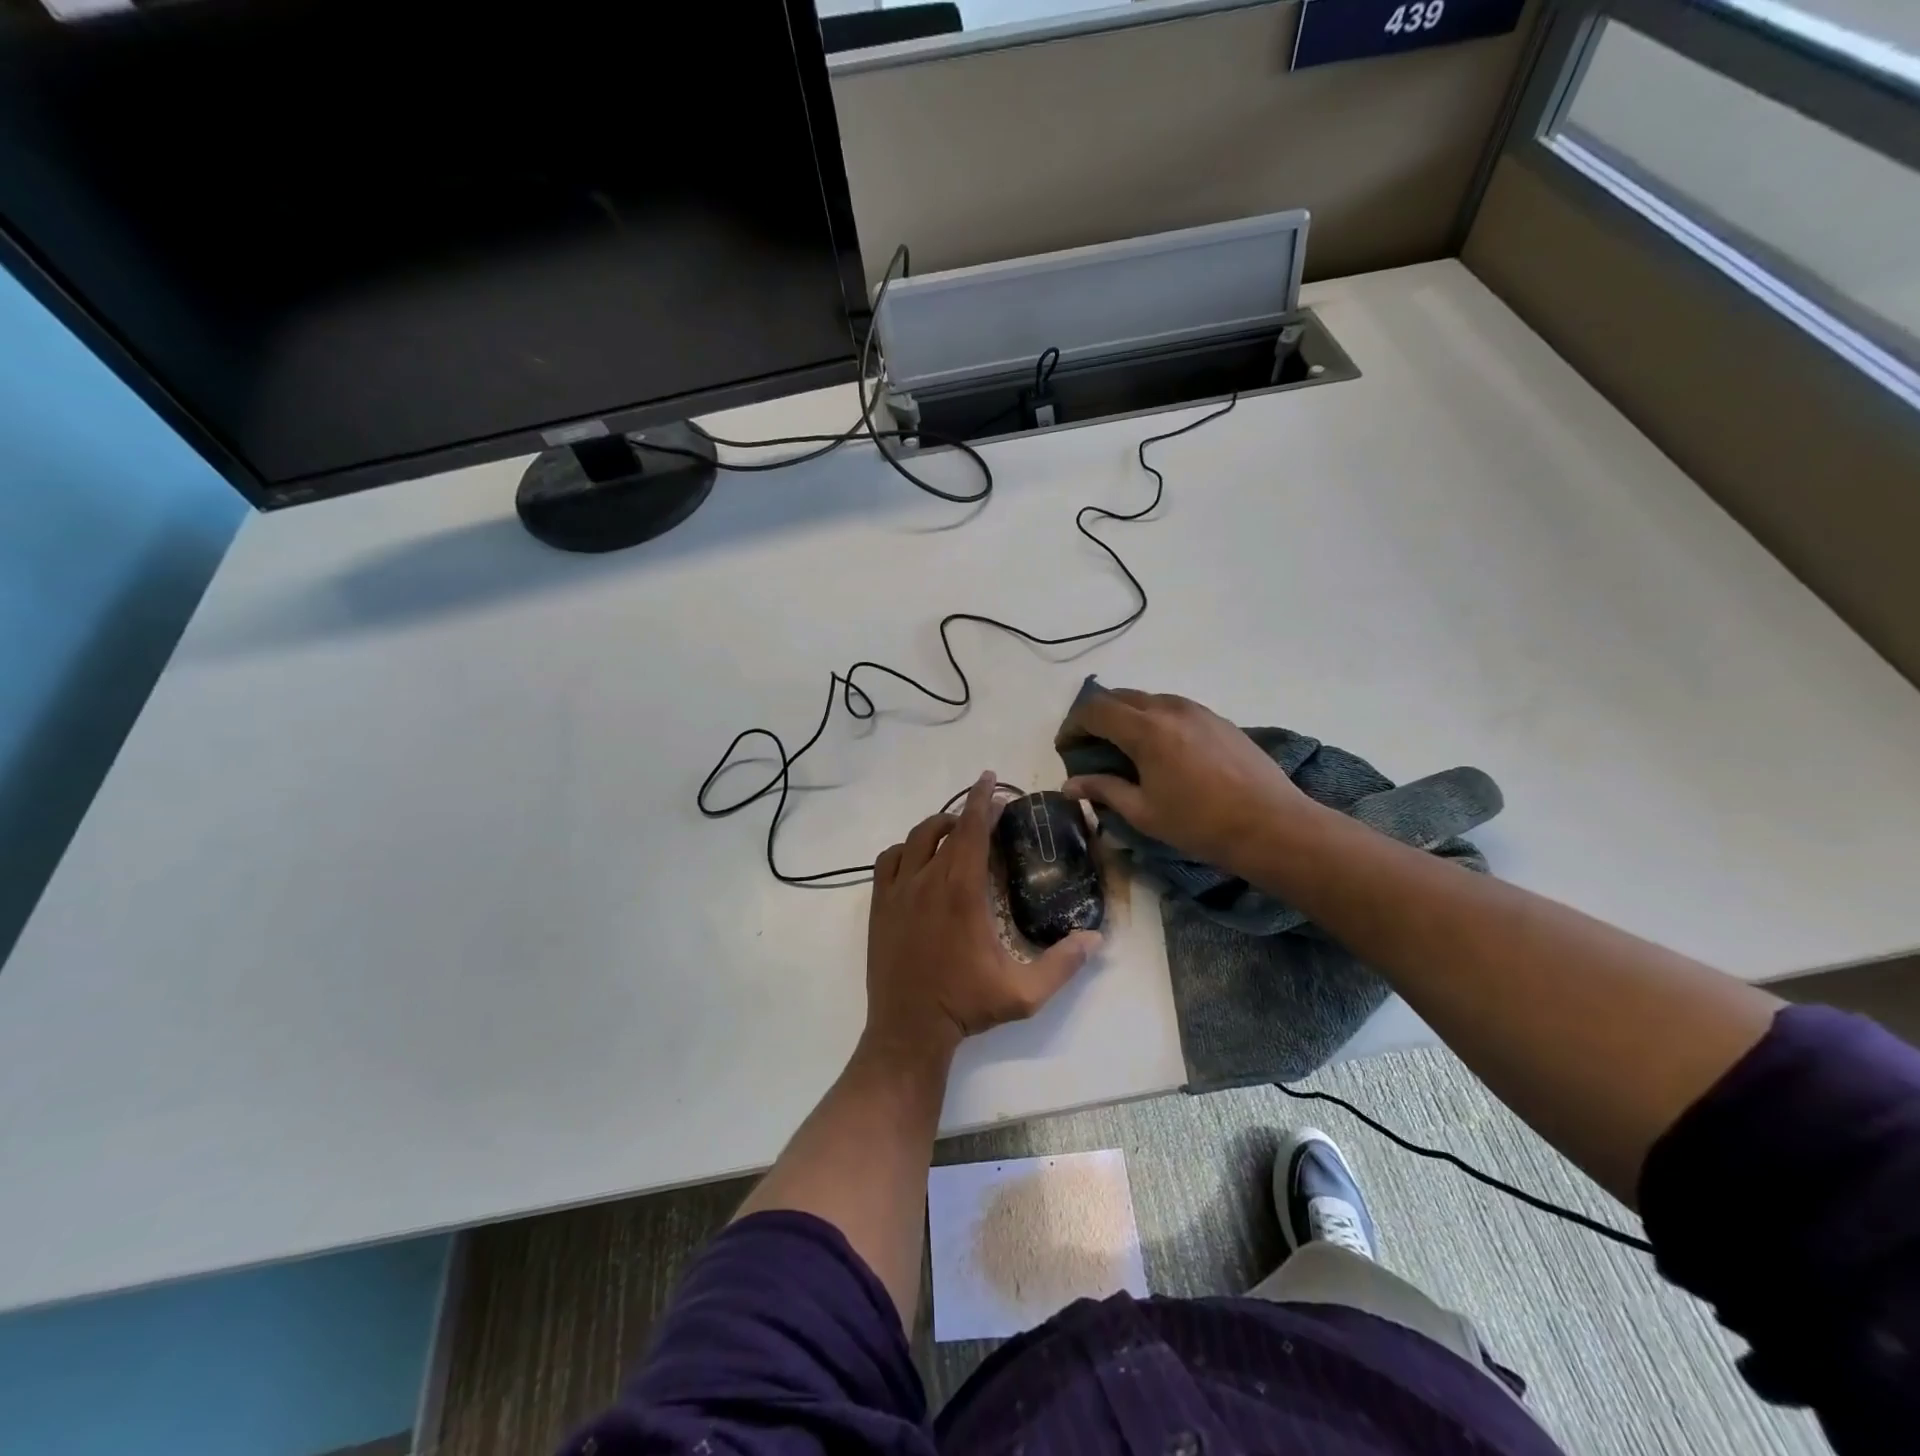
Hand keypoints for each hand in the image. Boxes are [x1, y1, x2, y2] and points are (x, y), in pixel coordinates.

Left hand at [866, 771, 1100, 1059]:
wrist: (909, 1028)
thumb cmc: (966, 1006)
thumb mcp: (1024, 993)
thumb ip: (1063, 964)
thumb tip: (1095, 938)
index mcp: (963, 891)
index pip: (974, 829)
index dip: (984, 799)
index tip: (993, 778)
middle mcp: (928, 879)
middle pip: (947, 827)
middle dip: (968, 813)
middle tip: (988, 816)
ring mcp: (898, 890)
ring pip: (916, 838)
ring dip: (938, 827)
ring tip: (956, 833)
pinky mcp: (880, 904)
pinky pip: (888, 859)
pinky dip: (906, 850)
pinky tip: (919, 860)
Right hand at [1058, 687, 1321, 878]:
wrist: (1272, 825)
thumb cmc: (1201, 824)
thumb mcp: (1143, 812)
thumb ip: (1103, 790)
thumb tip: (1069, 785)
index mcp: (1146, 729)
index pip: (1094, 710)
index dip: (1072, 726)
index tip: (1065, 748)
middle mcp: (1169, 708)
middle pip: (1118, 696)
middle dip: (1096, 717)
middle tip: (1088, 747)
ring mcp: (1197, 710)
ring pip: (1147, 699)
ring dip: (1125, 716)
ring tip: (1122, 749)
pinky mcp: (1217, 719)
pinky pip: (1173, 708)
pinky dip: (1153, 720)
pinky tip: (1159, 751)